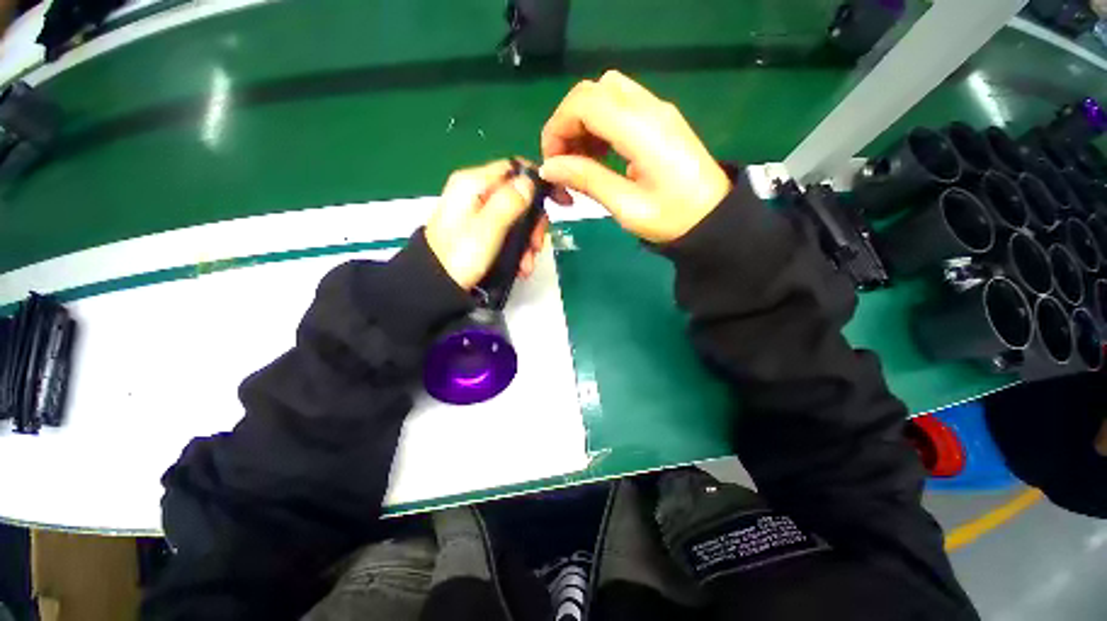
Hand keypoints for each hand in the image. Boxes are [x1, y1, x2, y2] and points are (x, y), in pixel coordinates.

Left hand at [426, 160, 547, 289]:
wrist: (435, 286)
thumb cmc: (460, 257)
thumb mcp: (487, 228)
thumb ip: (509, 202)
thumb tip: (531, 181)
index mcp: (474, 183)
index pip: (514, 168)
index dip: (540, 182)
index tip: (560, 201)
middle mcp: (476, 193)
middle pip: (519, 196)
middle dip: (533, 223)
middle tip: (536, 246)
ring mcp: (478, 213)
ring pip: (516, 217)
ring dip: (527, 241)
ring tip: (527, 264)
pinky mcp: (480, 230)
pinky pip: (507, 232)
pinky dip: (517, 248)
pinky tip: (521, 266)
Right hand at [540, 70, 730, 243]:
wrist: (713, 218)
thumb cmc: (672, 218)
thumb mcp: (626, 206)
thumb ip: (587, 180)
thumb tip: (549, 167)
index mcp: (641, 130)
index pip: (585, 103)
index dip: (557, 128)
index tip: (552, 163)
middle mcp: (649, 108)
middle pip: (593, 91)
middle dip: (568, 124)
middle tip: (564, 163)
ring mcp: (657, 110)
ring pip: (605, 95)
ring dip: (583, 124)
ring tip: (580, 163)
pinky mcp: (659, 119)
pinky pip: (620, 106)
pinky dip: (600, 126)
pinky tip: (599, 156)